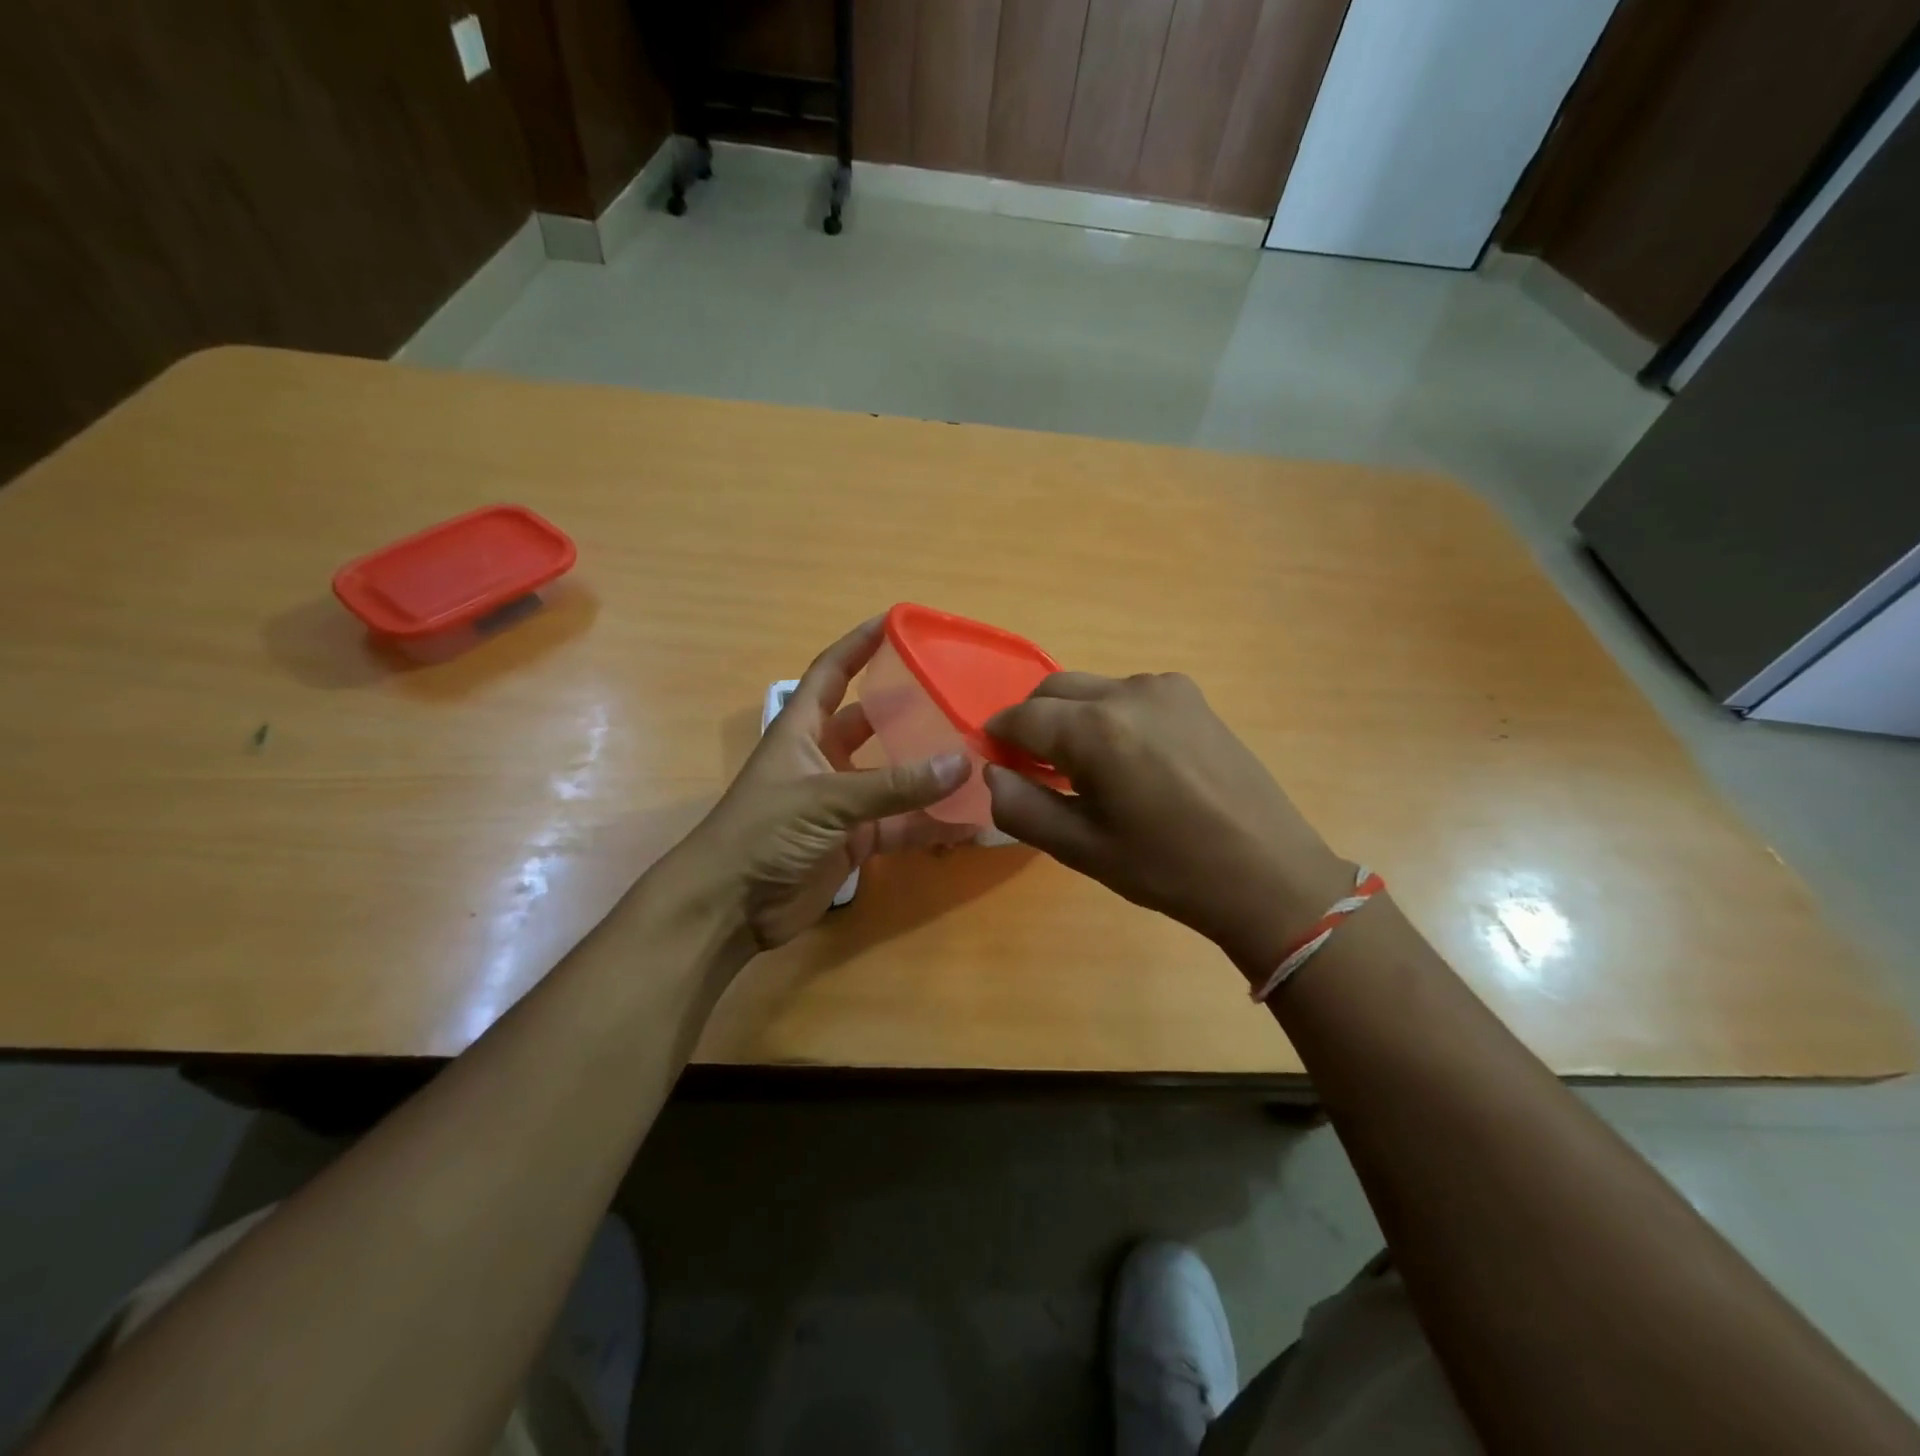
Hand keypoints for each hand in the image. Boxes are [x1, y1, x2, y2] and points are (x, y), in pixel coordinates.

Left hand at [666, 617, 974, 950]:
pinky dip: (931, 824)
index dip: (860, 644)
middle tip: (959, 695)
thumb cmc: (762, 834)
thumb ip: (894, 785)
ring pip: (895, 777)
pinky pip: (901, 825)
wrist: (729, 908)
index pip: (832, 672)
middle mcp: (825, 758)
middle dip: (910, 709)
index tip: (898, 620)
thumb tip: (961, 764)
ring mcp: (842, 802)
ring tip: (978, 756)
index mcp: (803, 730)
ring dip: (930, 772)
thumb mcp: (826, 800)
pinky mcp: (855, 840)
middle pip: (873, 722)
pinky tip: (969, 822)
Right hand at [984, 672, 1351, 979]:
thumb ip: (1021, 808)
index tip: (995, 762)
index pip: (1022, 717)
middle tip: (1033, 768)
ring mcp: (1166, 689)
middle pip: (1054, 690)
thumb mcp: (1083, 850)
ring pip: (1092, 689)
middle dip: (1032, 721)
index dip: (999, 738)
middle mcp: (1128, 693)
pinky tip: (1129, 760)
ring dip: (1072, 717)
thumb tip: (992, 774)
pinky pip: (1128, 695)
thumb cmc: (1168, 869)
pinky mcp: (1193, 697)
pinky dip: (1109, 716)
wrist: (1267, 873)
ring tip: (1085, 769)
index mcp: (1096, 730)